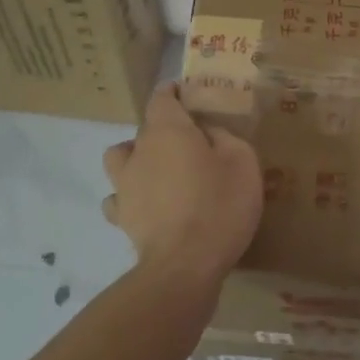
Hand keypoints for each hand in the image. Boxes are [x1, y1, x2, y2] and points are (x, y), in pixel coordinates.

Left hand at [103, 83, 263, 284]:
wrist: (184, 266)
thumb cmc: (218, 205)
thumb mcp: (242, 162)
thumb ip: (225, 138)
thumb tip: (208, 133)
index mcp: (167, 131)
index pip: (161, 97)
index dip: (173, 93)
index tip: (186, 95)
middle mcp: (139, 151)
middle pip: (144, 129)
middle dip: (163, 130)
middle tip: (190, 144)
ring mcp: (124, 186)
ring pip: (119, 159)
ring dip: (134, 159)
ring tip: (158, 172)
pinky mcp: (122, 218)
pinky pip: (118, 199)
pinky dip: (130, 199)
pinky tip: (147, 207)